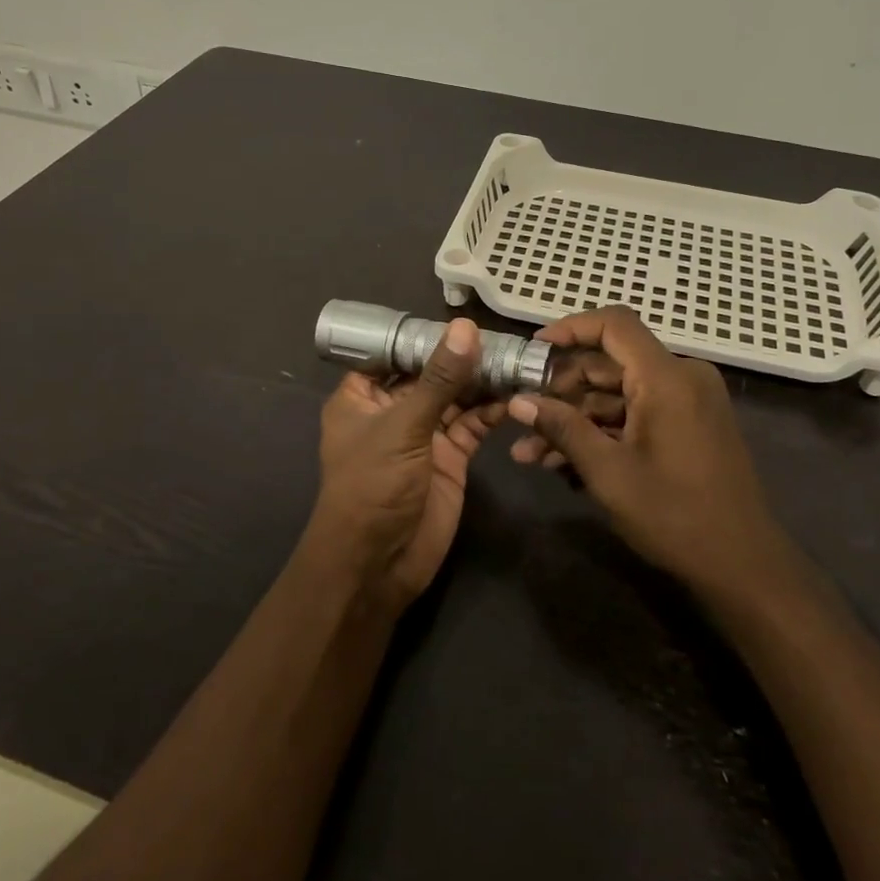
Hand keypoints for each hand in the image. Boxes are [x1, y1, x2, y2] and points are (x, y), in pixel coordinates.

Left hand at [305, 318, 490, 611]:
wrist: (379, 565)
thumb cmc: (373, 486)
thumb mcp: (403, 426)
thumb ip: (439, 379)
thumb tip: (465, 327)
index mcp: (362, 397)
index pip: (393, 352)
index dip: (424, 335)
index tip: (462, 315)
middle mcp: (393, 410)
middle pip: (431, 373)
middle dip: (462, 356)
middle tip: (503, 336)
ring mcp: (423, 434)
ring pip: (456, 397)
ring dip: (482, 381)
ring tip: (517, 359)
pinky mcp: (450, 457)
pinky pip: (473, 425)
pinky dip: (493, 410)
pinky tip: (517, 394)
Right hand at [504, 306, 781, 596]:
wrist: (744, 567)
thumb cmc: (675, 516)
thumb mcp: (608, 472)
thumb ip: (562, 429)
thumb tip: (517, 401)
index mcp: (667, 378)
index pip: (614, 324)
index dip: (569, 329)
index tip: (533, 352)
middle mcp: (682, 378)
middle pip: (610, 363)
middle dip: (561, 392)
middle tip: (522, 417)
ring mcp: (687, 403)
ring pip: (618, 395)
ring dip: (575, 420)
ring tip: (529, 453)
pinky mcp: (688, 426)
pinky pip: (636, 414)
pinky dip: (602, 432)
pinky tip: (562, 464)